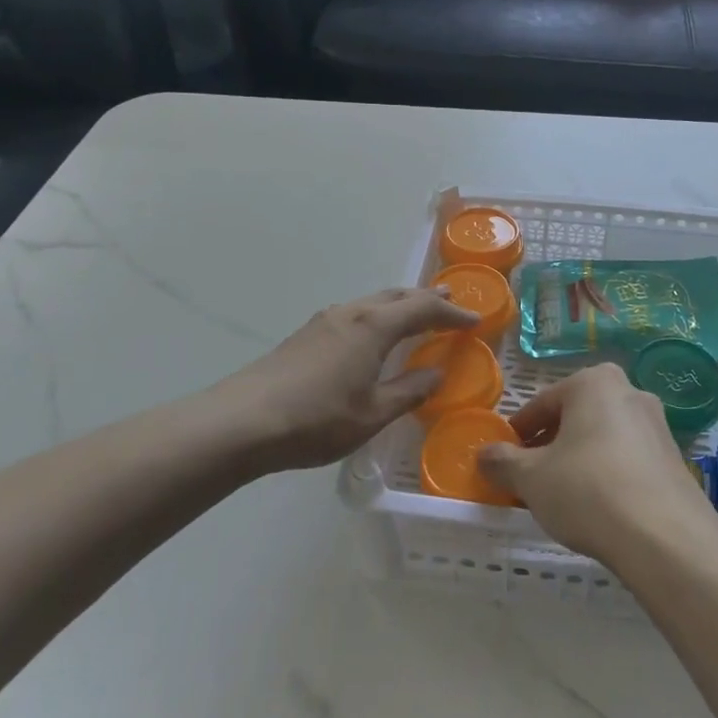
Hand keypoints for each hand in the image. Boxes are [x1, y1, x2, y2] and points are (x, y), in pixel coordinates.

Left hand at [218, 288, 478, 473]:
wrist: (243, 421)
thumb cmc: (317, 420)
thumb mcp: (373, 413)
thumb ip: (409, 391)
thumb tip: (436, 374)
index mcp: (374, 326)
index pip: (423, 309)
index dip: (452, 314)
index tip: (475, 320)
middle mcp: (351, 312)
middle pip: (396, 296)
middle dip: (426, 299)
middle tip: (450, 304)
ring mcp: (324, 320)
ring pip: (372, 302)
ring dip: (399, 305)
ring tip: (415, 315)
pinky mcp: (305, 334)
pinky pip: (354, 313)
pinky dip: (376, 316)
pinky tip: (372, 336)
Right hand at [480, 363, 717, 567]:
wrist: (666, 539)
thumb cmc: (588, 490)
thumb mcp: (531, 478)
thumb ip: (502, 462)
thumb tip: (483, 454)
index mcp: (594, 382)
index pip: (542, 404)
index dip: (518, 434)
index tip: (505, 461)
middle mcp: (630, 392)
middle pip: (575, 418)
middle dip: (550, 446)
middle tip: (531, 480)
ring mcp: (658, 426)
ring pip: (602, 438)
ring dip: (579, 461)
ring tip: (562, 498)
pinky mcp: (674, 460)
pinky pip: (627, 460)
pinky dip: (607, 475)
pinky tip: (598, 509)